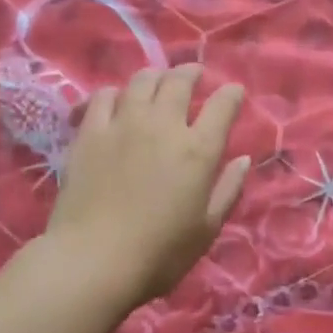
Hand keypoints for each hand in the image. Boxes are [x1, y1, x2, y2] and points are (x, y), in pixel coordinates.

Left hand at [46, 66, 249, 306]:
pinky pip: (103, 96)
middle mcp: (163, 126)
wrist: (95, 260)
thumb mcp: (207, 228)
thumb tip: (243, 159)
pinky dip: (116, 93)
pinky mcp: (89, 133)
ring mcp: (122, 125)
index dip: (231, 94)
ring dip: (156, 77)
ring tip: (159, 82)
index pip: (222, 106)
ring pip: (142, 81)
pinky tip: (117, 101)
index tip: (234, 92)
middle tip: (195, 75)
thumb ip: (228, 189)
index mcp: (198, 150)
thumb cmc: (160, 253)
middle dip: (191, 73)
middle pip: (179, 82)